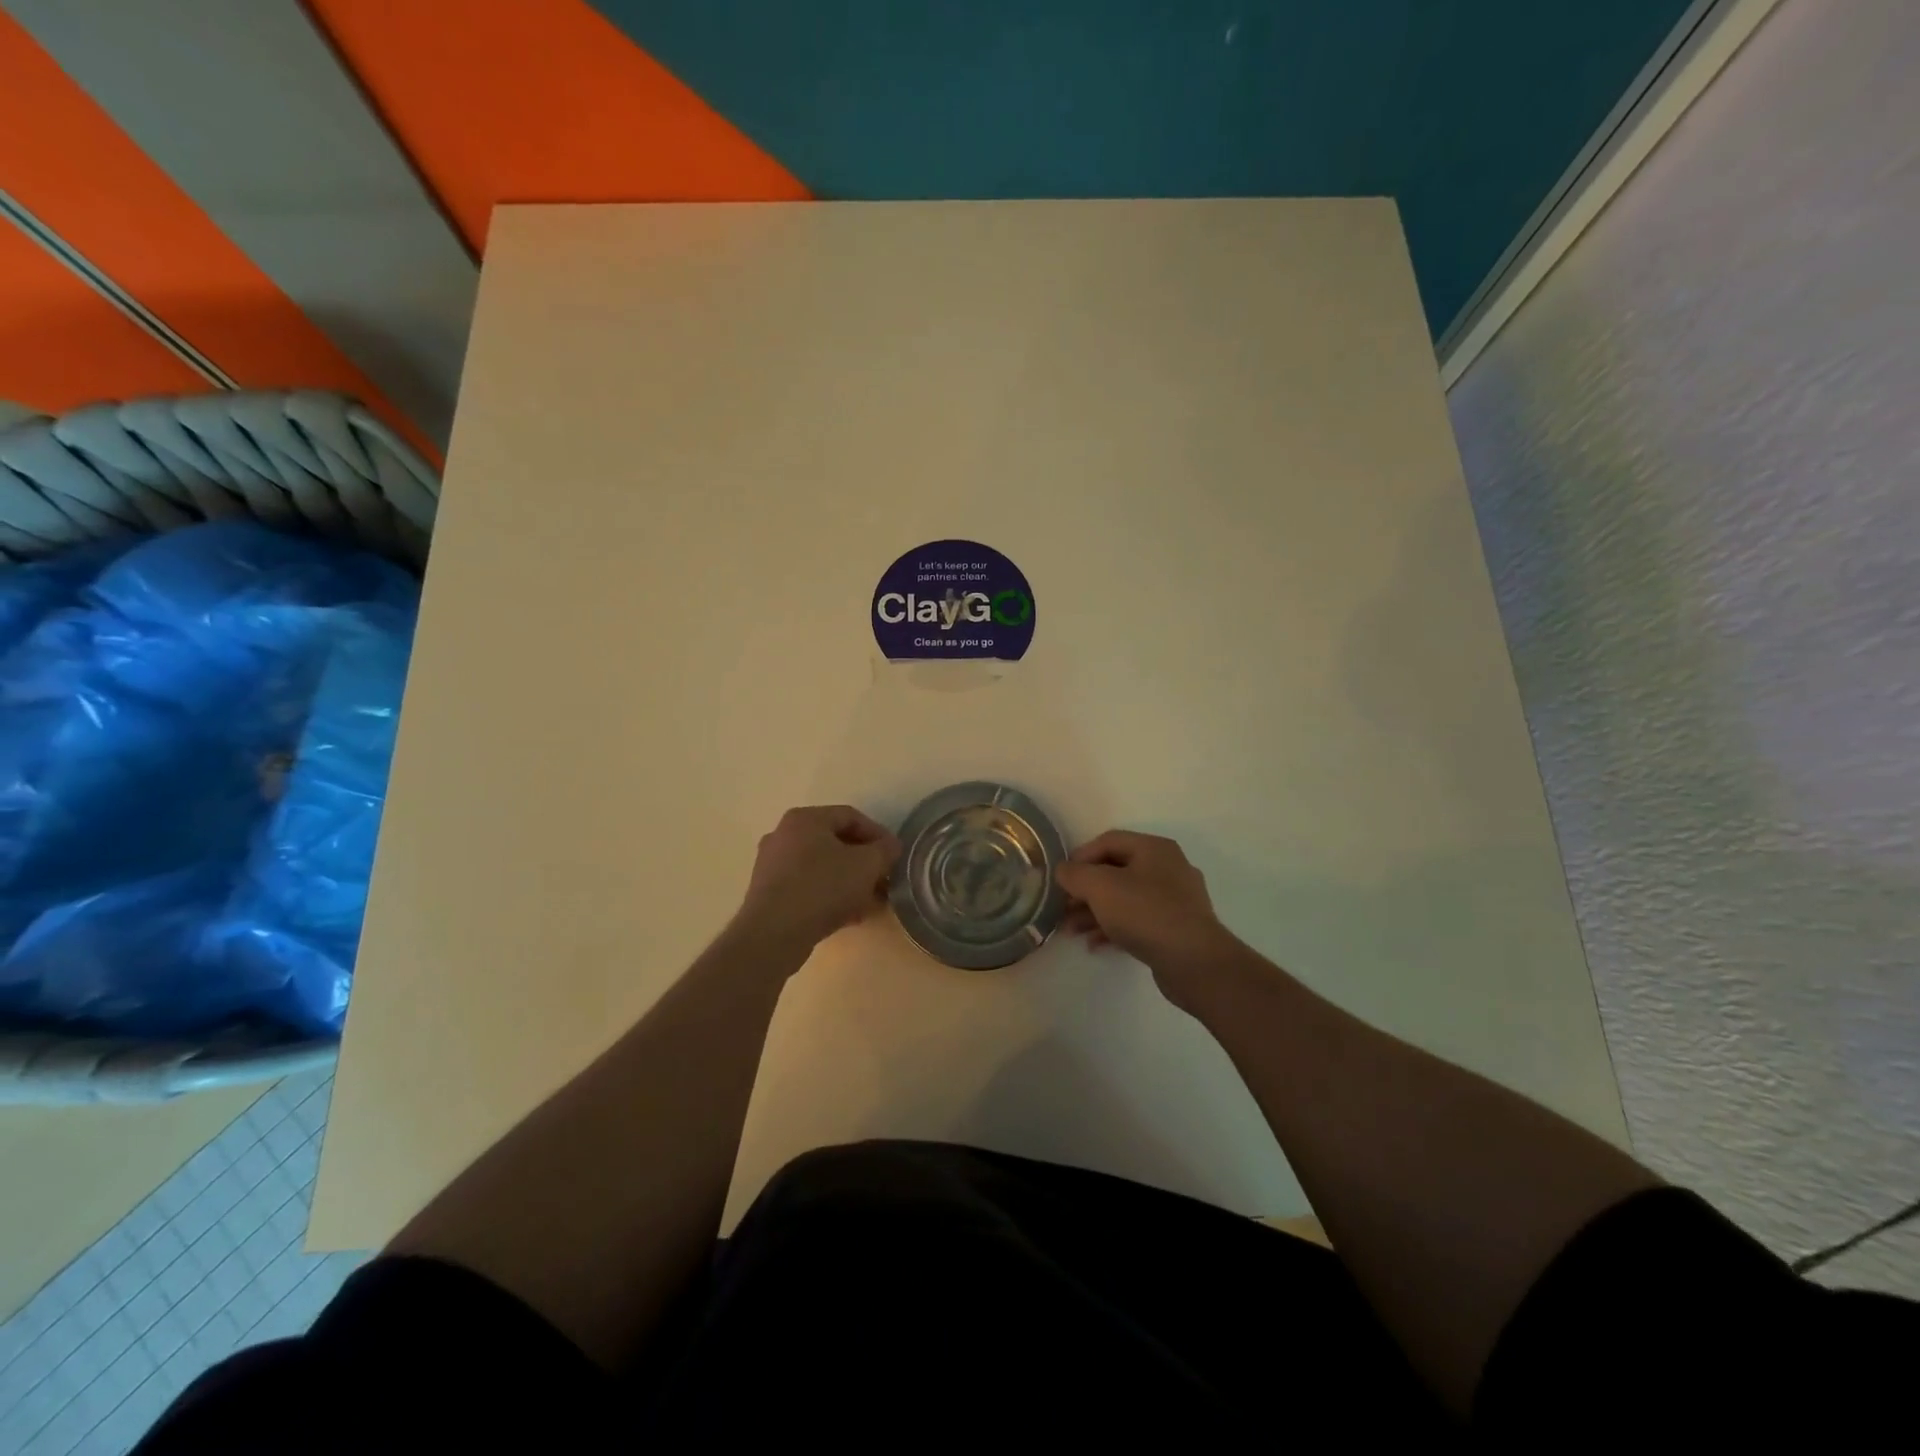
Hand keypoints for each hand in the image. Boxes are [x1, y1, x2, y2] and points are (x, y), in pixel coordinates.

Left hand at [736, 805, 901, 951]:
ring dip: (850, 881)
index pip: (850, 816)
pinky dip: (830, 896)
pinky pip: (808, 887)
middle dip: (864, 862)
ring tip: (871, 902)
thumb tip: (890, 846)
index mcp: (805, 819)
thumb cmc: (823, 888)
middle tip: (883, 879)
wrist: (773, 934)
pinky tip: (850, 916)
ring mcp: (772, 865)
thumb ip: (885, 851)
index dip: (878, 834)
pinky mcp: (769, 894)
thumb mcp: (866, 865)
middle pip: (835, 842)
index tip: (894, 855)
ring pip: (822, 867)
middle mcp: (784, 835)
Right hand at [1056, 831, 1234, 1006]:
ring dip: (1095, 912)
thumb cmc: (1145, 912)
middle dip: (1084, 890)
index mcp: (1154, 848)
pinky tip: (1095, 944)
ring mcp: (1176, 900)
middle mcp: (1168, 868)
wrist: (1194, 962)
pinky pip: (1138, 920)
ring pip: (1125, 898)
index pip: (1108, 841)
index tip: (1060, 878)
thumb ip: (1075, 874)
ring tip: (1071, 931)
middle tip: (1062, 909)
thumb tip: (1063, 871)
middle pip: (1115, 871)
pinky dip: (1114, 928)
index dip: (1080, 856)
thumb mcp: (1100, 887)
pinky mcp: (1177, 928)